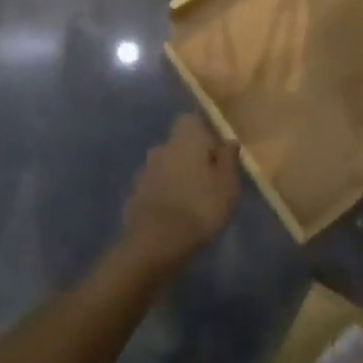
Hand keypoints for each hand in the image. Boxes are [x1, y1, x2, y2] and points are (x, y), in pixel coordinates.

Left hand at [121, 115, 240, 267]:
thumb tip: (228, 141)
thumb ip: (229, 159)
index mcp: (185, 137)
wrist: (155, 242)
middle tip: (208, 182)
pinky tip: (173, 216)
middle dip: (191, 158)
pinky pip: (154, 187)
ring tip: (191, 202)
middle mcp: (162, 146)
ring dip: (176, 177)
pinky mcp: (134, 194)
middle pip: (179, 144)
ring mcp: (144, 170)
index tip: (218, 157)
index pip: (193, 121)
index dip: (206, 136)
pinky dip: (163, 195)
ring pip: (166, 166)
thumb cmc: (200, 207)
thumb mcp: (228, 185)